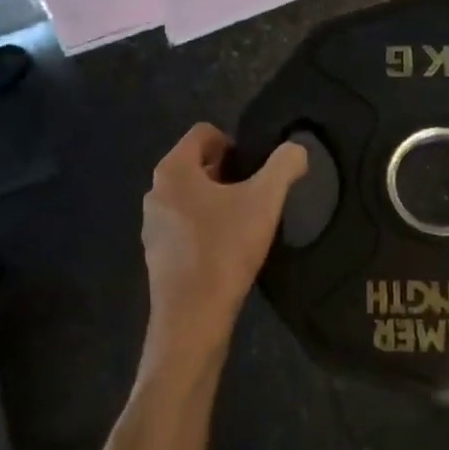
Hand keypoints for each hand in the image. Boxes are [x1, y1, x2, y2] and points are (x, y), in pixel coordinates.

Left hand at [142, 124, 306, 339]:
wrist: (193, 317)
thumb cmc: (225, 249)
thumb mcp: (265, 201)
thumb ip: (284, 166)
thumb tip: (296, 149)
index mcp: (173, 170)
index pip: (203, 133)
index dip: (234, 142)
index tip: (256, 168)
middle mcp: (155, 192)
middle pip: (196, 164)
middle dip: (227, 172)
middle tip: (256, 194)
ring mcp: (152, 225)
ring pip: (190, 197)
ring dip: (216, 201)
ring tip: (244, 223)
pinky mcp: (157, 254)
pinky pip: (184, 225)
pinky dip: (205, 227)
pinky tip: (227, 249)